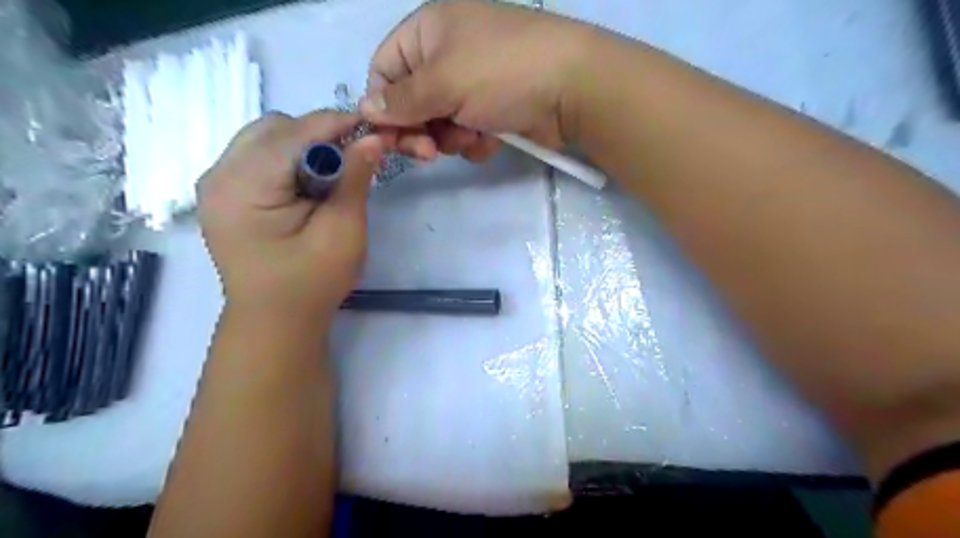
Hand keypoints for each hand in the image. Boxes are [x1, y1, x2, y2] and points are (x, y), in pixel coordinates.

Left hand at [198, 110, 384, 319]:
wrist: (275, 322)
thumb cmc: (312, 283)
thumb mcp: (343, 231)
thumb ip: (355, 179)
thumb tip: (374, 138)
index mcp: (243, 187)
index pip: (294, 133)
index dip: (337, 123)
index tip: (374, 127)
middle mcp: (218, 175)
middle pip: (274, 127)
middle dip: (319, 135)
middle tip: (353, 160)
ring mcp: (216, 183)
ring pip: (266, 137)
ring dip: (304, 146)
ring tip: (331, 175)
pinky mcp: (224, 193)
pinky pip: (259, 155)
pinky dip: (290, 158)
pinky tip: (309, 184)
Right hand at [359, 0, 594, 160]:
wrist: (573, 89)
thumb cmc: (502, 72)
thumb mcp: (444, 81)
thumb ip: (401, 100)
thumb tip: (366, 108)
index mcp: (429, 31)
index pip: (385, 70)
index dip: (385, 105)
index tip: (391, 136)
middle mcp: (448, 54)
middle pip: (411, 101)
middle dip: (420, 129)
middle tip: (430, 152)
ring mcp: (473, 83)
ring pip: (439, 122)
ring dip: (450, 137)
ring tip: (471, 137)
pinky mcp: (493, 109)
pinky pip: (466, 131)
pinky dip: (474, 140)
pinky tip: (489, 140)